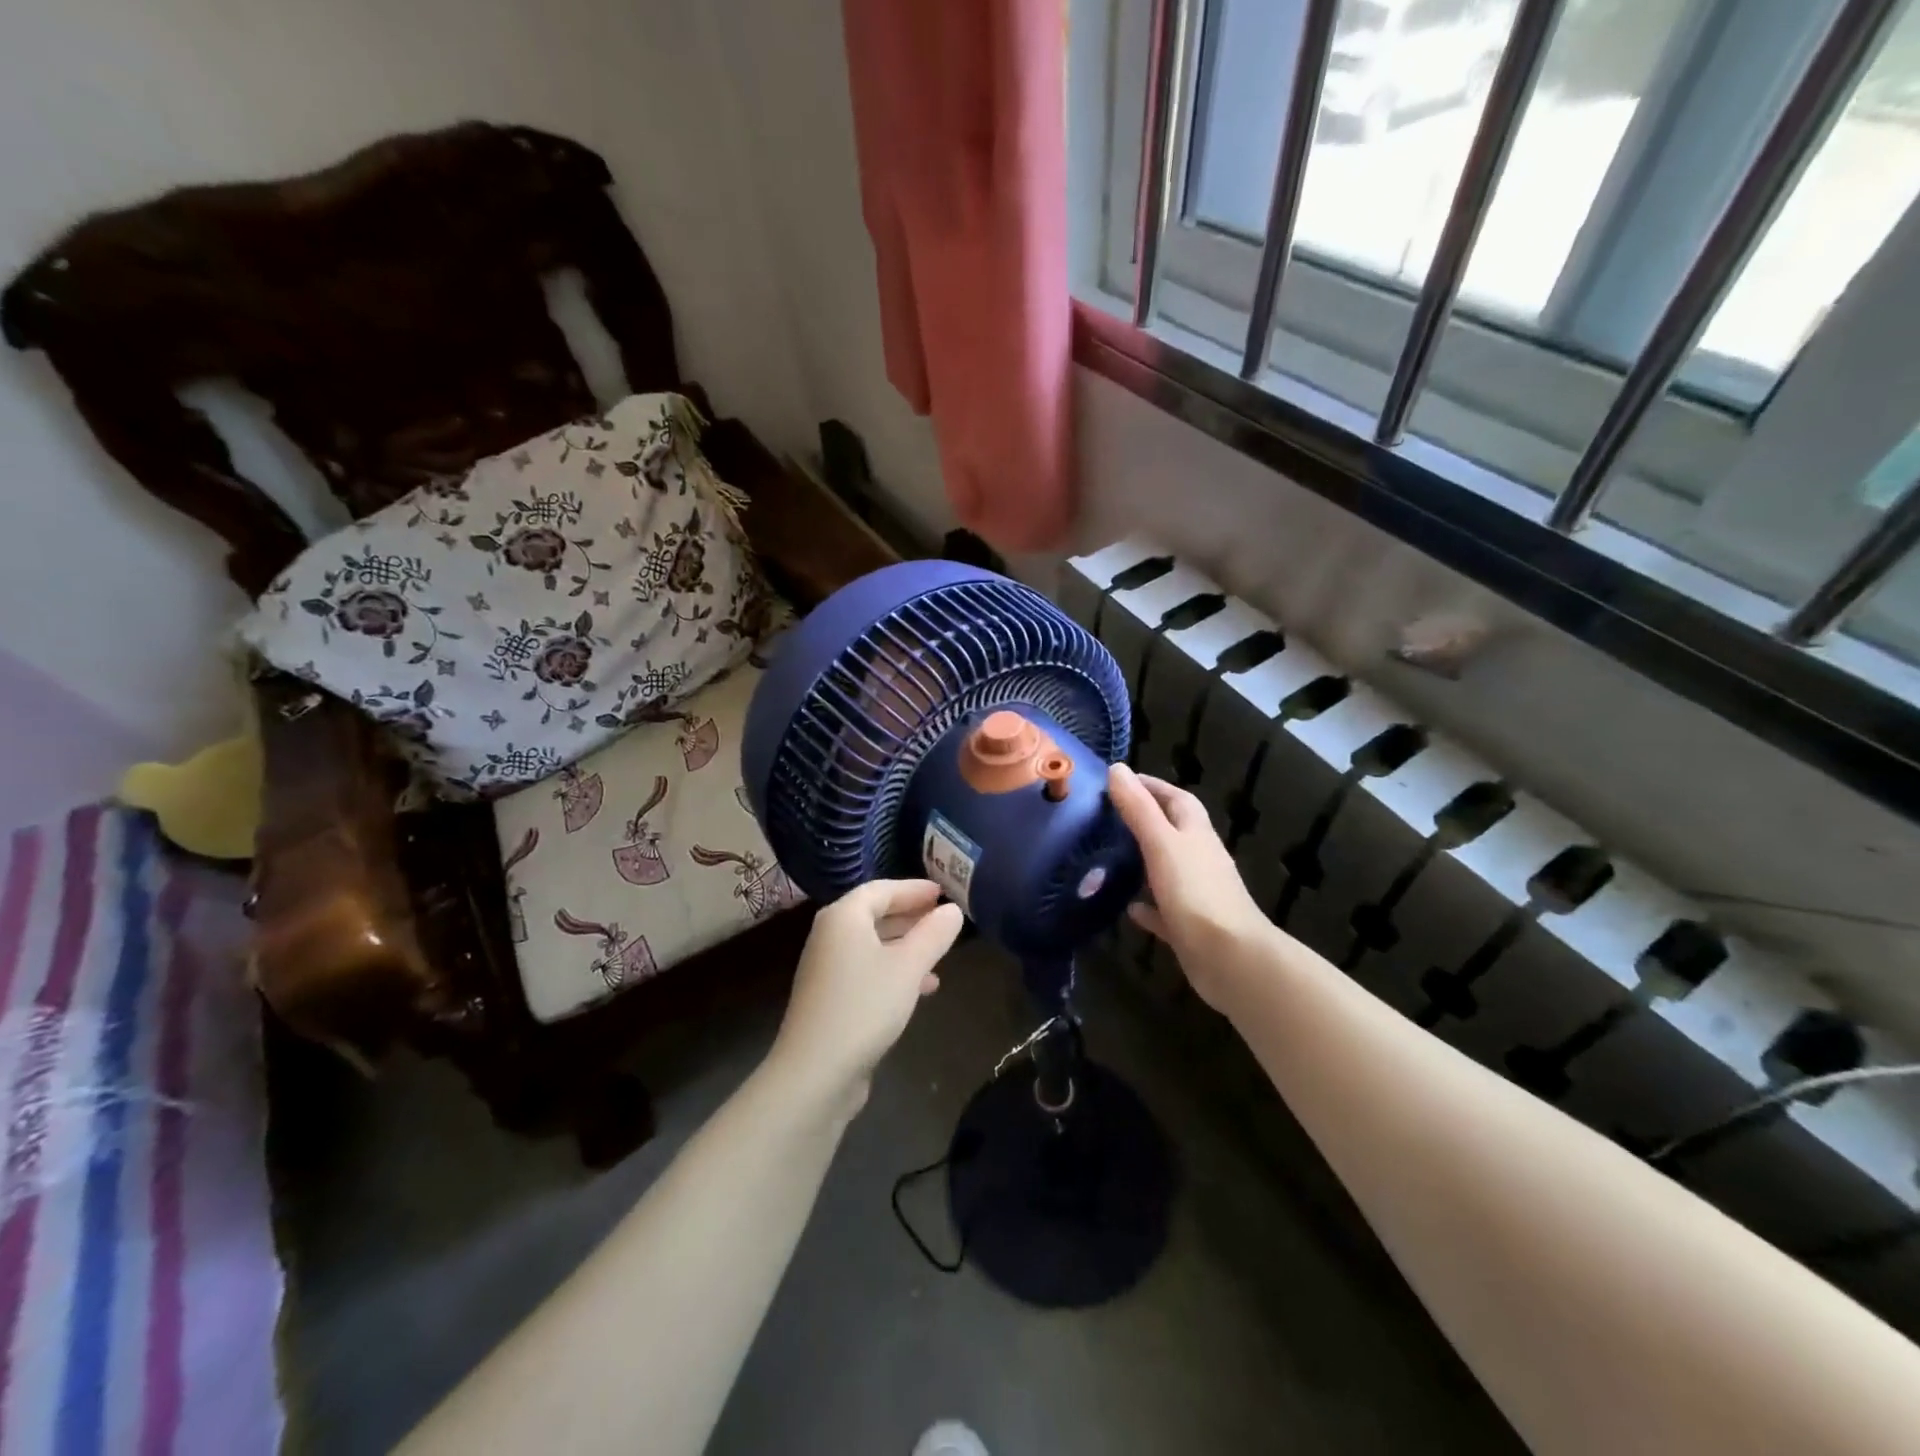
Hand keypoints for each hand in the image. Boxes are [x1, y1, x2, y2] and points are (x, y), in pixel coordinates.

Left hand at [769, 879, 963, 1113]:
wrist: (816, 1072)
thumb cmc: (865, 1006)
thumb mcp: (909, 966)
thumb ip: (934, 934)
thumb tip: (953, 910)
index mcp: (843, 917)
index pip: (881, 889)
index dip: (913, 889)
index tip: (943, 892)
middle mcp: (830, 936)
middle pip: (874, 914)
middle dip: (911, 915)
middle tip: (944, 918)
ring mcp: (827, 968)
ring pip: (873, 944)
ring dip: (906, 945)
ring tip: (940, 953)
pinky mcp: (831, 998)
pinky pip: (868, 969)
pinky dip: (894, 970)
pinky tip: (922, 988)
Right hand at [1107, 763, 1271, 1009]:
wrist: (1231, 959)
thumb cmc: (1195, 893)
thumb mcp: (1161, 843)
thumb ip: (1138, 808)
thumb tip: (1117, 768)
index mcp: (1195, 833)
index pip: (1176, 798)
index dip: (1151, 786)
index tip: (1119, 780)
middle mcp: (1200, 859)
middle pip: (1173, 830)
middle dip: (1145, 819)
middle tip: (1108, 816)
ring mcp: (1197, 893)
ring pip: (1169, 868)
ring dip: (1145, 860)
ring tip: (1111, 856)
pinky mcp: (1191, 926)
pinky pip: (1165, 910)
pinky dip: (1148, 906)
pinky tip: (1128, 908)